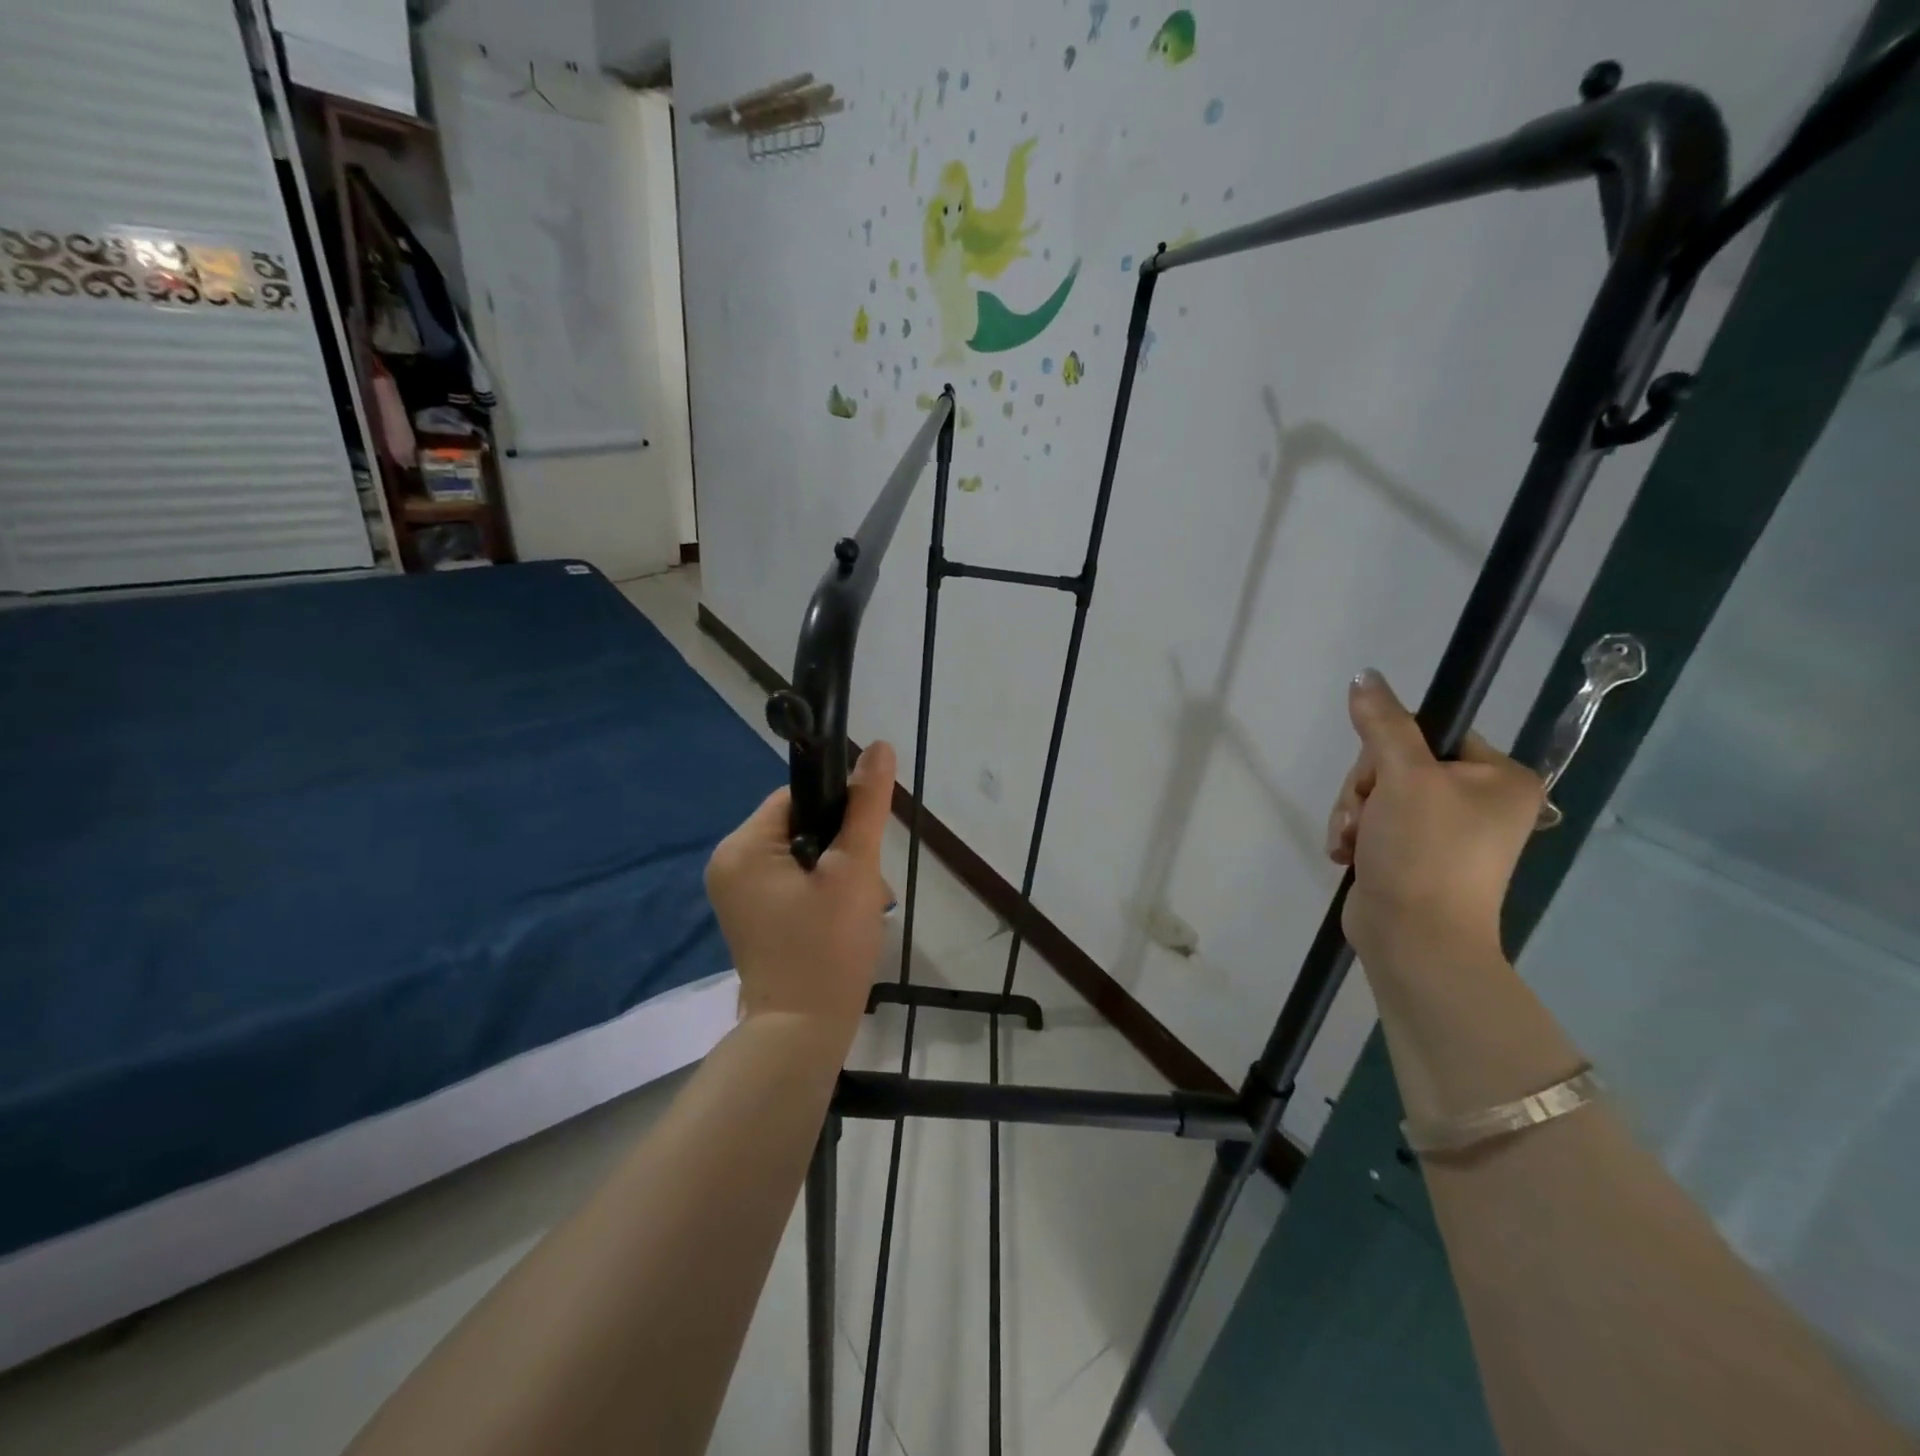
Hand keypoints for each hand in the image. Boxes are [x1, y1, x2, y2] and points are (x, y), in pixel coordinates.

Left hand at [706, 742, 897, 1026]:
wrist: (803, 1032)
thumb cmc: (828, 948)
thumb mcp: (854, 870)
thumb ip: (866, 806)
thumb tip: (879, 746)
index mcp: (742, 847)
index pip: (796, 798)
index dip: (838, 813)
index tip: (863, 846)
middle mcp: (728, 864)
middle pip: (799, 827)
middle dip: (841, 850)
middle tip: (865, 886)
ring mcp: (736, 894)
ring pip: (799, 856)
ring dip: (835, 872)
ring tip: (858, 907)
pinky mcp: (750, 916)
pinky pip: (790, 882)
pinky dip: (820, 891)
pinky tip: (841, 918)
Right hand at [1326, 671, 1543, 970]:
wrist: (1414, 939)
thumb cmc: (1424, 852)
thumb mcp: (1403, 777)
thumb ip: (1383, 723)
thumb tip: (1365, 675)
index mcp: (1499, 778)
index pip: (1431, 732)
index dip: (1389, 748)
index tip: (1379, 777)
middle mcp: (1479, 801)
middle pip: (1396, 762)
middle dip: (1364, 789)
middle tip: (1364, 817)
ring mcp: (1445, 831)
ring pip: (1376, 793)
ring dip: (1352, 813)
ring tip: (1352, 842)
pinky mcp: (1412, 854)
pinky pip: (1372, 821)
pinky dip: (1353, 834)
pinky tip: (1348, 854)